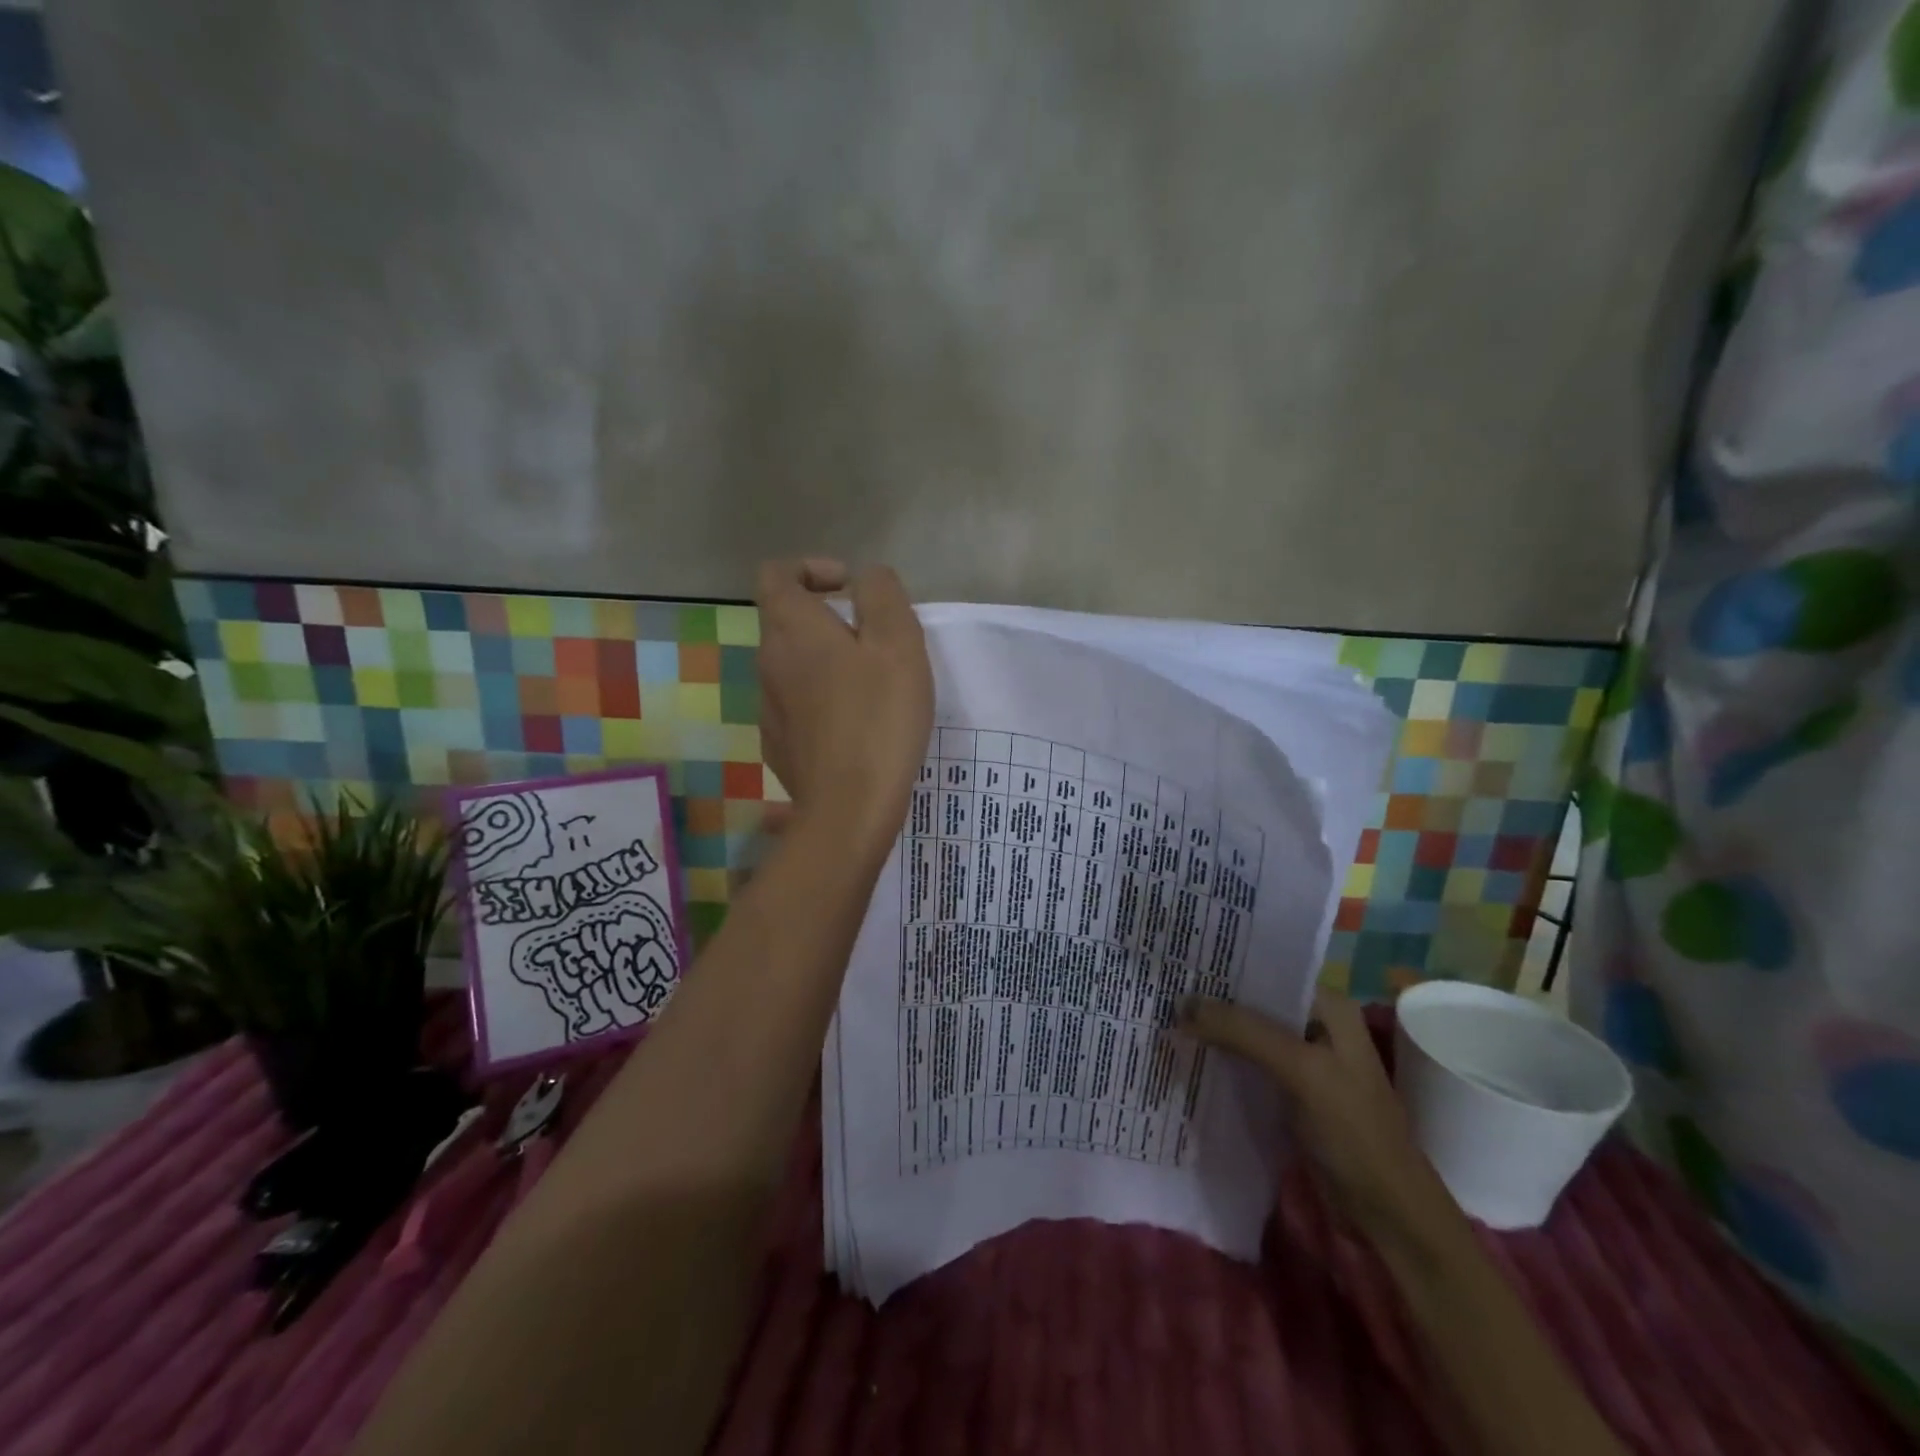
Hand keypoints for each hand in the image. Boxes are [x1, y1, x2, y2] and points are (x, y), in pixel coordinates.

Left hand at [755, 558, 933, 853]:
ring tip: (871, 686)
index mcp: (792, 628)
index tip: (849, 590)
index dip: (810, 569)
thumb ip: (881, 595)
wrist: (850, 807)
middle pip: (785, 621)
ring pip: (792, 666)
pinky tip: (854, 727)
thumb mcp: (898, 642)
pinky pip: (796, 706)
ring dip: (826, 663)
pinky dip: (821, 702)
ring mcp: (767, 707)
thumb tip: (866, 577)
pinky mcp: (778, 744)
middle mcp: (768, 661)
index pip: (776, 574)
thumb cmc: (879, 716)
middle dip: (827, 619)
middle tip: (875, 641)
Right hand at [1179, 989, 1459, 1253]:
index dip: (1224, 969)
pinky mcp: (1289, 1090)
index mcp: (1327, 1005)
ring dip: (1212, 1031)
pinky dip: (1221, 1060)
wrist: (1388, 1212)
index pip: (1266, 972)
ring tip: (1163, 1018)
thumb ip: (1243, 1033)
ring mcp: (1302, 1059)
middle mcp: (1314, 1023)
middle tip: (1161, 992)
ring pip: (1247, 1033)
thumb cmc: (1354, 1130)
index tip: (1178, 966)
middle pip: (1253, 1003)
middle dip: (1212, 1001)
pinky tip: (1187, 1056)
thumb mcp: (1301, 1071)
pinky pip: (1247, 1063)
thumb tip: (1181, 1004)